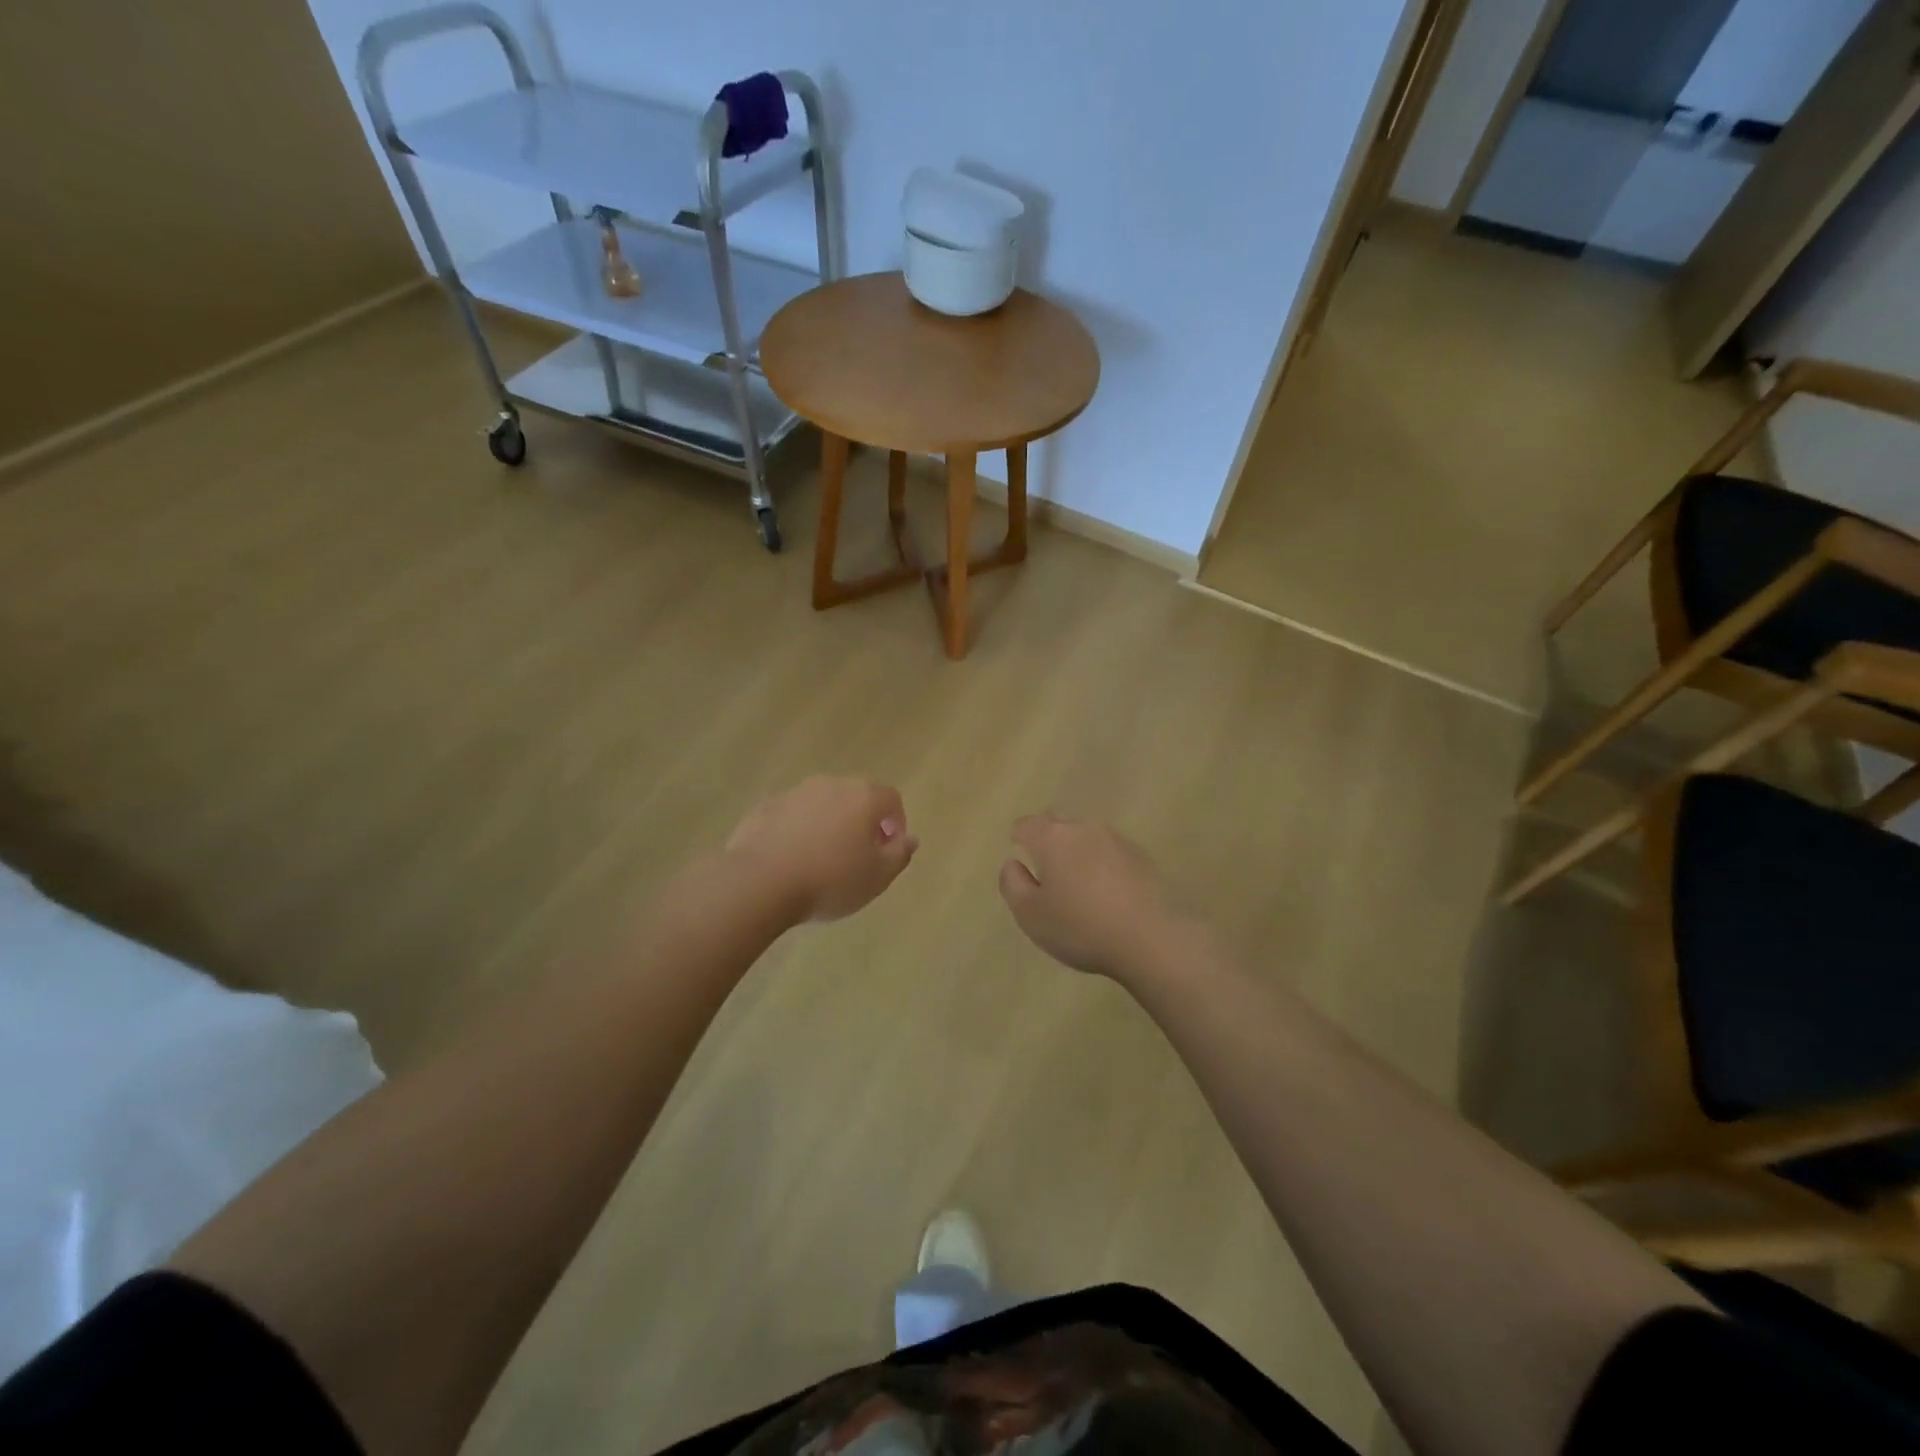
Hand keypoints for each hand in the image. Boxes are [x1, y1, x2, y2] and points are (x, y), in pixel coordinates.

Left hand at [727, 777, 918, 922]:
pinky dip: (798, 831)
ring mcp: (794, 793)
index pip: (891, 799)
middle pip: (856, 798)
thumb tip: (910, 839)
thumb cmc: (830, 880)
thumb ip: (899, 855)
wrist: (760, 881)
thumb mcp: (877, 877)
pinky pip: (792, 816)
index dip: (896, 823)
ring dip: (828, 825)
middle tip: (858, 856)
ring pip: (822, 805)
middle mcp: (831, 785)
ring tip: (822, 860)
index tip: (890, 850)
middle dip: (862, 822)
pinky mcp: (765, 807)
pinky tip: (791, 860)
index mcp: (863, 797)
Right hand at [998, 814, 1180, 981]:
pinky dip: (1102, 864)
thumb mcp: (1031, 915)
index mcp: (1052, 838)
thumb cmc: (1081, 926)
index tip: (1019, 852)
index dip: (1019, 836)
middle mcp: (1084, 828)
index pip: (1027, 824)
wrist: (1153, 937)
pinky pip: (1111, 853)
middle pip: (1058, 824)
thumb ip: (1013, 885)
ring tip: (1077, 881)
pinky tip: (1106, 891)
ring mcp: (1117, 840)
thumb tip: (1012, 863)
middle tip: (1045, 866)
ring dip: (1078, 851)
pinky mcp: (1142, 857)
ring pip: (1087, 837)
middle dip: (1048, 838)